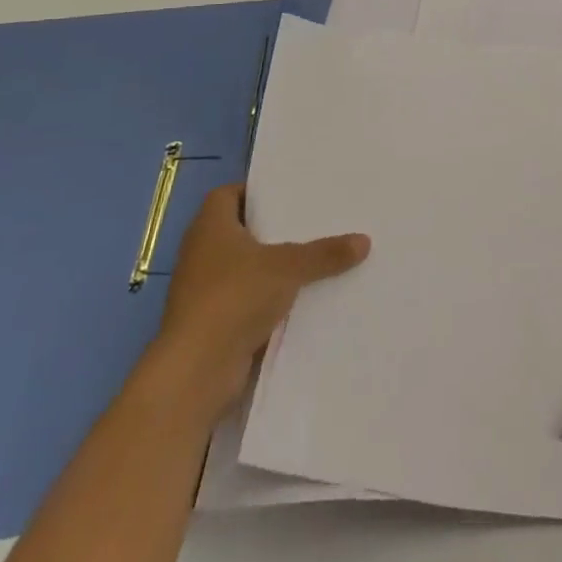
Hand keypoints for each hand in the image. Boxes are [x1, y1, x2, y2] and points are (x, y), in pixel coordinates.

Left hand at [152, 184, 370, 420]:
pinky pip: (248, 298)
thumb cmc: (234, 297)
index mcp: (210, 229)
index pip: (225, 195)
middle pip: (240, 230)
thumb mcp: (289, 267)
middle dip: (273, 227)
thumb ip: (325, 253)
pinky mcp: (214, 321)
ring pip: (245, 266)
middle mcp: (202, 255)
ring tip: (316, 254)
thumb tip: (364, 241)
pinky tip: (303, 295)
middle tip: (313, 219)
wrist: (196, 371)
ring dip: (273, 264)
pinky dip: (270, 296)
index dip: (253, 191)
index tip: (287, 191)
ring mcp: (204, 291)